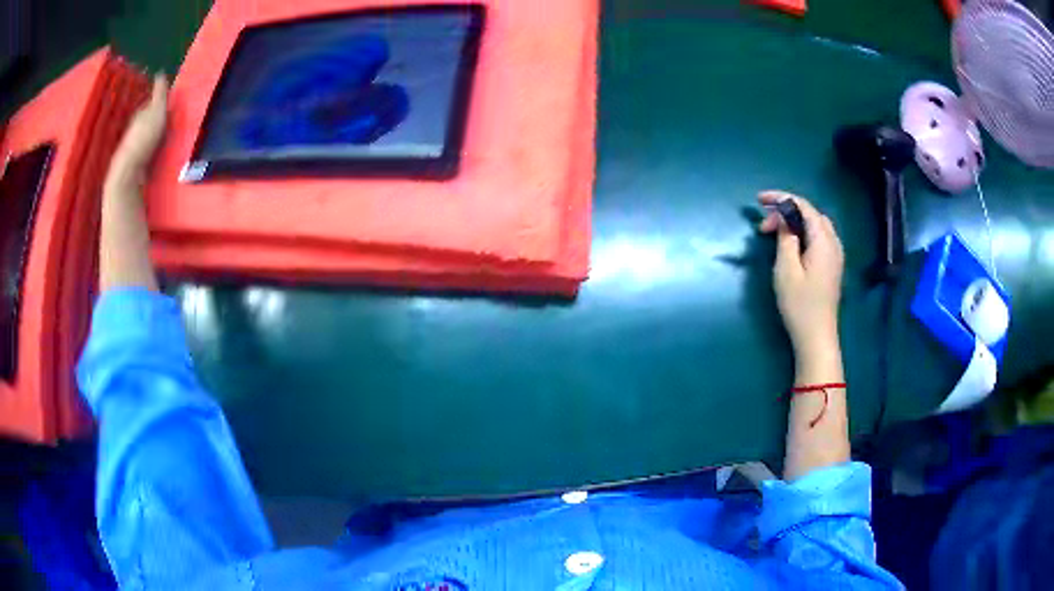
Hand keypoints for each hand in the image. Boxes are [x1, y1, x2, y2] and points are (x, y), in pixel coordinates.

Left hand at [108, 74, 168, 186]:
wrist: (129, 172)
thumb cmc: (144, 138)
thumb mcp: (156, 110)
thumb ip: (159, 93)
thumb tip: (161, 72)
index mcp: (140, 114)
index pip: (150, 104)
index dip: (160, 102)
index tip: (171, 102)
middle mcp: (135, 129)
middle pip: (148, 121)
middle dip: (157, 120)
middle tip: (172, 120)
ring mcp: (134, 149)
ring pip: (147, 138)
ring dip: (156, 137)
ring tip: (169, 139)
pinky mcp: (136, 166)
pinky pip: (147, 154)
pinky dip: (154, 153)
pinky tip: (160, 156)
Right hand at [758, 191, 844, 360]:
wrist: (817, 336)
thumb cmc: (800, 305)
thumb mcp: (786, 269)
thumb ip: (785, 238)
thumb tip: (784, 221)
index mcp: (823, 240)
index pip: (803, 206)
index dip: (781, 198)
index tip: (759, 200)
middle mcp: (833, 242)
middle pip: (810, 213)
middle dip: (786, 211)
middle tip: (763, 226)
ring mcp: (835, 255)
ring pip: (815, 225)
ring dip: (794, 222)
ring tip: (774, 233)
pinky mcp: (832, 266)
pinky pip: (818, 238)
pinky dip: (802, 233)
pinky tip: (790, 244)